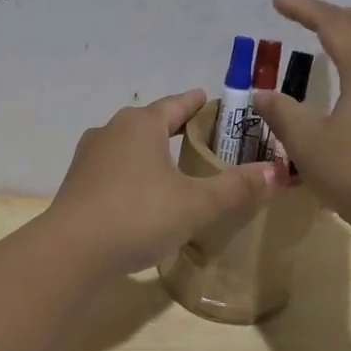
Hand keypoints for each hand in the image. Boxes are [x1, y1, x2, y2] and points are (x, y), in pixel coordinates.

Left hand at [46, 90, 284, 274]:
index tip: (208, 99)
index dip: (195, 103)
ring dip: (150, 151)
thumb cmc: (139, 214)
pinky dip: (132, 173)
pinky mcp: (77, 183)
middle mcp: (111, 130)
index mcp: (141, 124)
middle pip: (150, 122)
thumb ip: (236, 187)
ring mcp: (89, 157)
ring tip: (172, 164)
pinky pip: (113, 169)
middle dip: (173, 127)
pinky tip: (142, 194)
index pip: (175, 105)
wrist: (72, 250)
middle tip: (199, 135)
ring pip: (128, 145)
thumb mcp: (196, 203)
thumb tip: (278, 172)